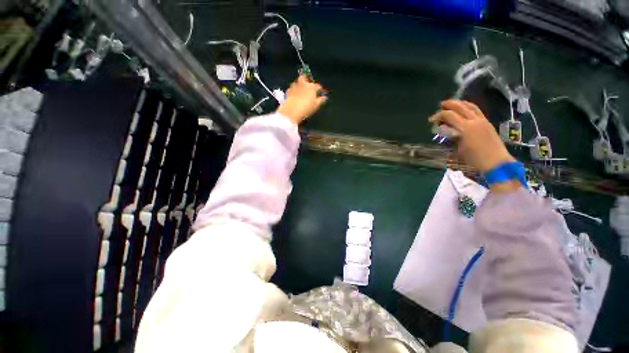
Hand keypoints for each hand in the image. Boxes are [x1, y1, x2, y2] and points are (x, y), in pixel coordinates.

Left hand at [277, 75, 327, 124]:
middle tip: (308, 87)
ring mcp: (294, 86)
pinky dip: (294, 90)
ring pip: (297, 82)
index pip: (318, 86)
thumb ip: (320, 100)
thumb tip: (324, 97)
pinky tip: (295, 95)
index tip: (320, 92)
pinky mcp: (288, 91)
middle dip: (307, 80)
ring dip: (300, 84)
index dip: (319, 89)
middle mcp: (303, 84)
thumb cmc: (306, 108)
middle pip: (305, 78)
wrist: (291, 111)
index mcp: (312, 87)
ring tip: (301, 91)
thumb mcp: (315, 106)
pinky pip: (292, 88)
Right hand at [430, 100, 515, 173]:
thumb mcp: (457, 149)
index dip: (438, 115)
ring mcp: (482, 120)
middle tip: (441, 105)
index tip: (431, 120)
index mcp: (465, 128)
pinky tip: (465, 109)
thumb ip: (450, 137)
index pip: (449, 115)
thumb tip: (444, 130)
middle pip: (460, 107)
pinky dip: (468, 107)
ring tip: (453, 104)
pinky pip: (477, 110)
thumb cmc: (474, 159)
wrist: (496, 162)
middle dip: (449, 104)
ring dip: (460, 103)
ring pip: (470, 106)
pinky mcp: (487, 123)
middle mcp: (474, 121)